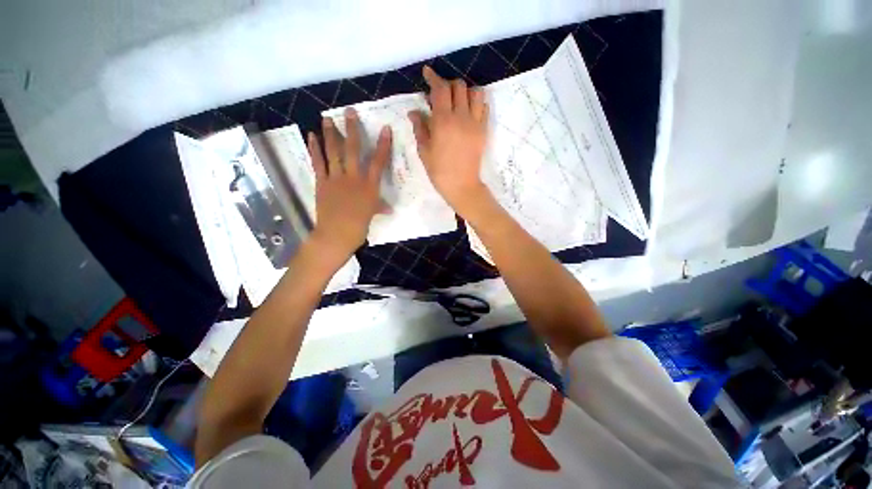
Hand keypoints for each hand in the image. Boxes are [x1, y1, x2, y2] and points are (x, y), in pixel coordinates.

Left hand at [306, 108, 391, 258]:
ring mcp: (336, 179)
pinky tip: (312, 136)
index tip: (385, 129)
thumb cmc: (359, 227)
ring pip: (334, 152)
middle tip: (349, 111)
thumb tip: (389, 208)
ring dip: (330, 134)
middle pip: (354, 150)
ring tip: (327, 118)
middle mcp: (354, 178)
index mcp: (369, 187)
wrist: (336, 234)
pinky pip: (318, 162)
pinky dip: (314, 149)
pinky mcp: (322, 182)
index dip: (383, 145)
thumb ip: (380, 207)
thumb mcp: (372, 215)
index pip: (379, 162)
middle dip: (353, 129)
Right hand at [409, 66, 490, 215]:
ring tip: (457, 102)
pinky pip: (484, 107)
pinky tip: (468, 111)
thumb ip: (419, 128)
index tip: (427, 73)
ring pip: (475, 93)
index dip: (433, 77)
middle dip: (447, 85)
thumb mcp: (424, 151)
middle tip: (440, 96)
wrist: (462, 185)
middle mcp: (461, 117)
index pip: (440, 89)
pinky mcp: (483, 130)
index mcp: (443, 121)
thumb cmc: (439, 171)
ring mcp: (475, 123)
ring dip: (464, 91)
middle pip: (458, 86)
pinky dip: (476, 103)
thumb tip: (414, 112)